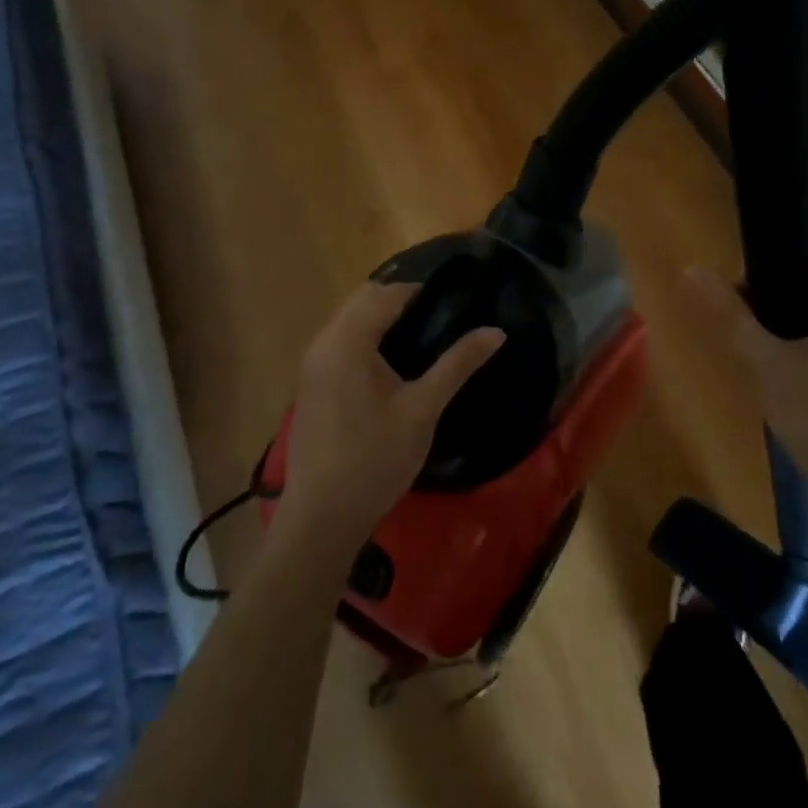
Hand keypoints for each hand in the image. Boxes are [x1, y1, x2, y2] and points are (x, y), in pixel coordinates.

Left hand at [277, 281, 504, 544]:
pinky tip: (392, 364)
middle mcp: (323, 342)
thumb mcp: (423, 408)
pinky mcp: (311, 383)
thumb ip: (457, 364)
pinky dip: (366, 338)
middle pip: (363, 300)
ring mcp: (312, 363)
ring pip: (349, 320)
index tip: (455, 300)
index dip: (420, 291)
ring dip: (381, 319)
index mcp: (348, 341)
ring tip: (423, 338)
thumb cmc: (376, 458)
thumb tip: (496, 331)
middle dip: (400, 301)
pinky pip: (340, 342)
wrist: (322, 516)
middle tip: (442, 318)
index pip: (386, 294)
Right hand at [688, 240, 807, 539]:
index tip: (734, 286)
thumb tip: (691, 269)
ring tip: (749, 345)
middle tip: (735, 320)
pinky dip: (799, 346)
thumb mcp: (768, 362)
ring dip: (782, 324)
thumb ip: (730, 315)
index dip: (768, 261)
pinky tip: (774, 370)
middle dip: (770, 297)